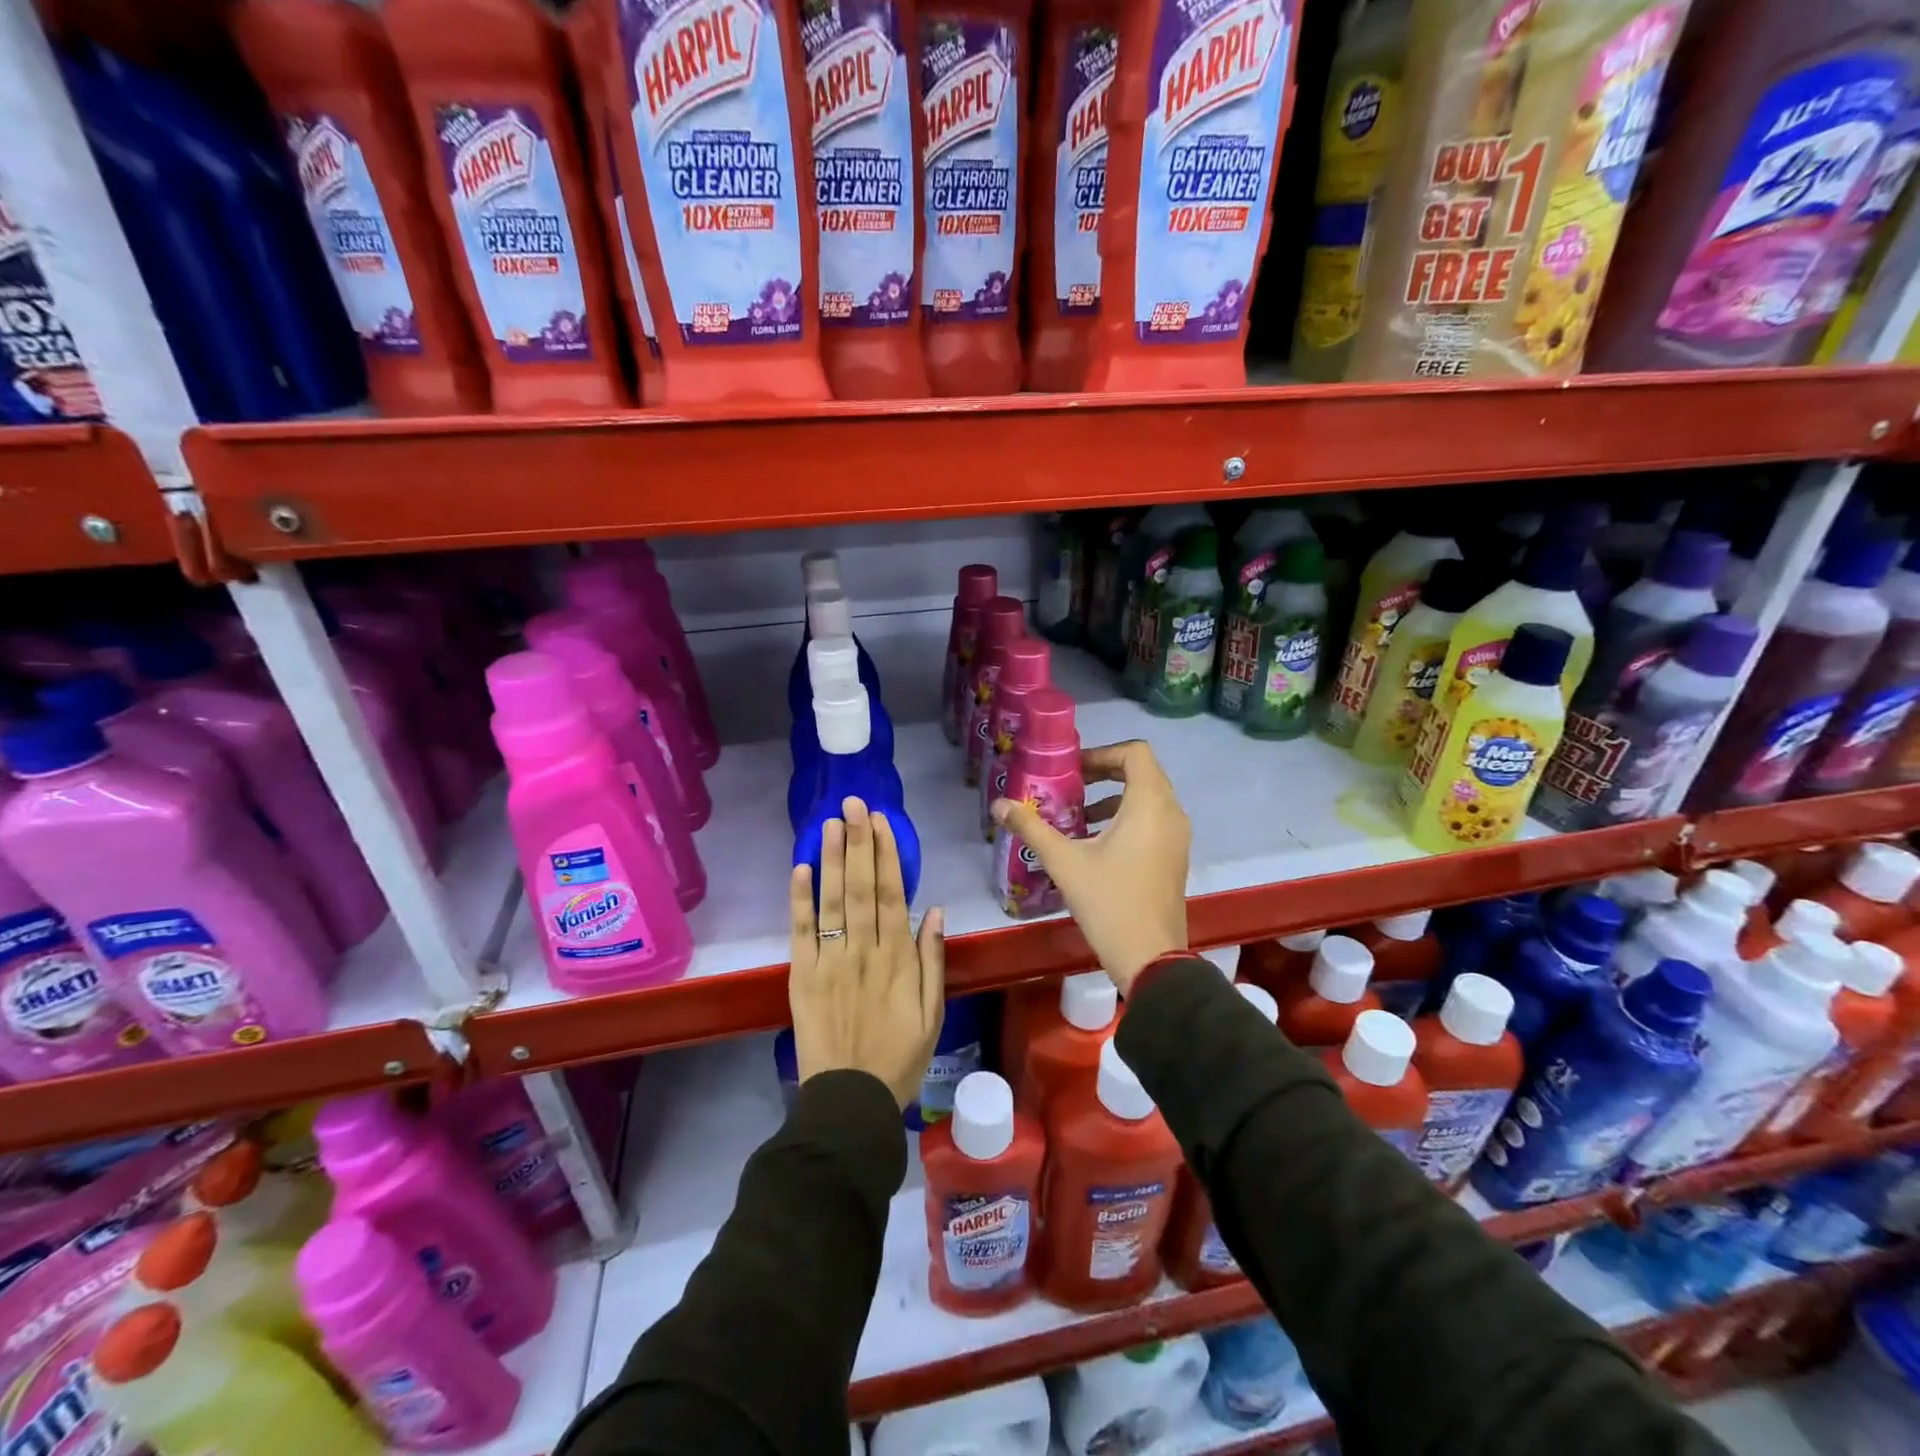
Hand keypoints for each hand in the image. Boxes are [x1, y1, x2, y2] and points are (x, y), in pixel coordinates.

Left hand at [789, 798, 945, 1108]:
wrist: (850, 1102)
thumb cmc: (899, 1058)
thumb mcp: (933, 1013)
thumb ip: (932, 960)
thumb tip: (934, 910)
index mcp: (897, 959)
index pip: (891, 894)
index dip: (887, 855)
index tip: (882, 822)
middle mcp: (863, 952)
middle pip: (861, 887)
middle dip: (858, 842)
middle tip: (854, 803)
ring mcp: (830, 962)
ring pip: (832, 902)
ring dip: (831, 859)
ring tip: (830, 823)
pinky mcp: (802, 977)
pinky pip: (801, 933)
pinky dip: (800, 900)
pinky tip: (800, 869)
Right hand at [991, 740, 1188, 994]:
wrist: (1151, 958)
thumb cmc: (1109, 902)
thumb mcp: (1064, 862)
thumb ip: (1031, 828)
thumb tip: (998, 805)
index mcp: (1150, 804)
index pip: (1135, 753)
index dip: (1102, 753)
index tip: (1073, 770)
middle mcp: (1171, 813)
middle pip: (1142, 772)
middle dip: (1105, 773)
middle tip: (1070, 786)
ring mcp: (1177, 837)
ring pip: (1148, 798)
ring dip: (1114, 797)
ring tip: (1078, 815)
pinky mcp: (1175, 858)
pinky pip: (1154, 821)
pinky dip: (1127, 818)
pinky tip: (1095, 843)